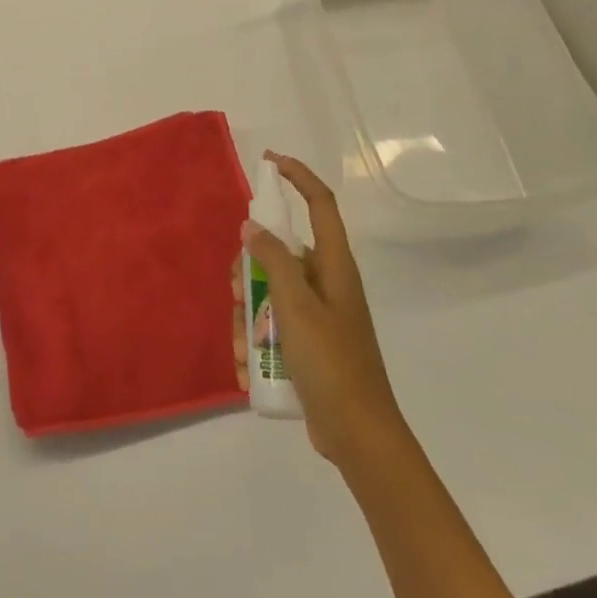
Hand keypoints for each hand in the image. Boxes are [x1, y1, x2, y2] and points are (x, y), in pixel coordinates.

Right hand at [240, 152, 406, 470]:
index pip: (320, 204)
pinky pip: (270, 326)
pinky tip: (248, 368)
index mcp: (334, 267)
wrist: (358, 435)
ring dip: (247, 317)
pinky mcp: (306, 343)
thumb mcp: (297, 308)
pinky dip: (254, 342)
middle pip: (278, 254)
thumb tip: (252, 226)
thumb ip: (273, 260)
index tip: (269, 162)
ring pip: (266, 293)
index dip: (297, 177)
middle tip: (238, 295)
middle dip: (248, 273)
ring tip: (243, 349)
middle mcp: (325, 283)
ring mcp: (315, 314)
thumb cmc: (332, 364)